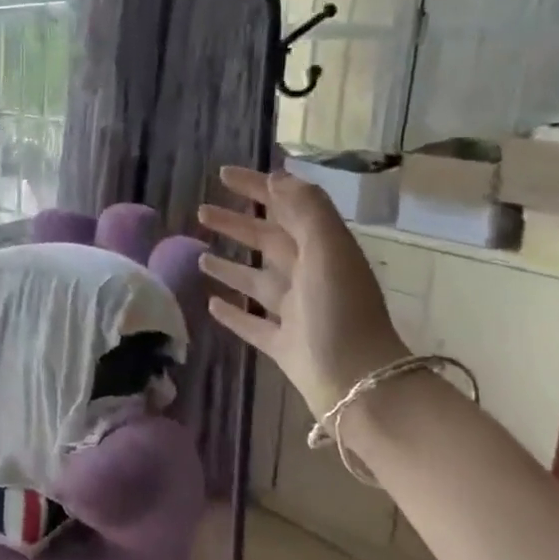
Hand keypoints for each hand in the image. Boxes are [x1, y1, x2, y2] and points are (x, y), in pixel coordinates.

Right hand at [196, 165, 406, 416]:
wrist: (358, 385)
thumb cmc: (340, 311)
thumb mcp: (327, 249)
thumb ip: (305, 209)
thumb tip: (277, 178)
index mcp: (322, 250)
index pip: (286, 207)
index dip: (257, 188)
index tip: (222, 175)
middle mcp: (309, 276)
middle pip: (268, 242)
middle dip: (237, 224)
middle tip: (202, 212)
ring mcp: (295, 313)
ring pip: (257, 281)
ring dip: (230, 266)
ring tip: (200, 255)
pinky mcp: (283, 345)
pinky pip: (253, 323)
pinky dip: (233, 312)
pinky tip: (212, 303)